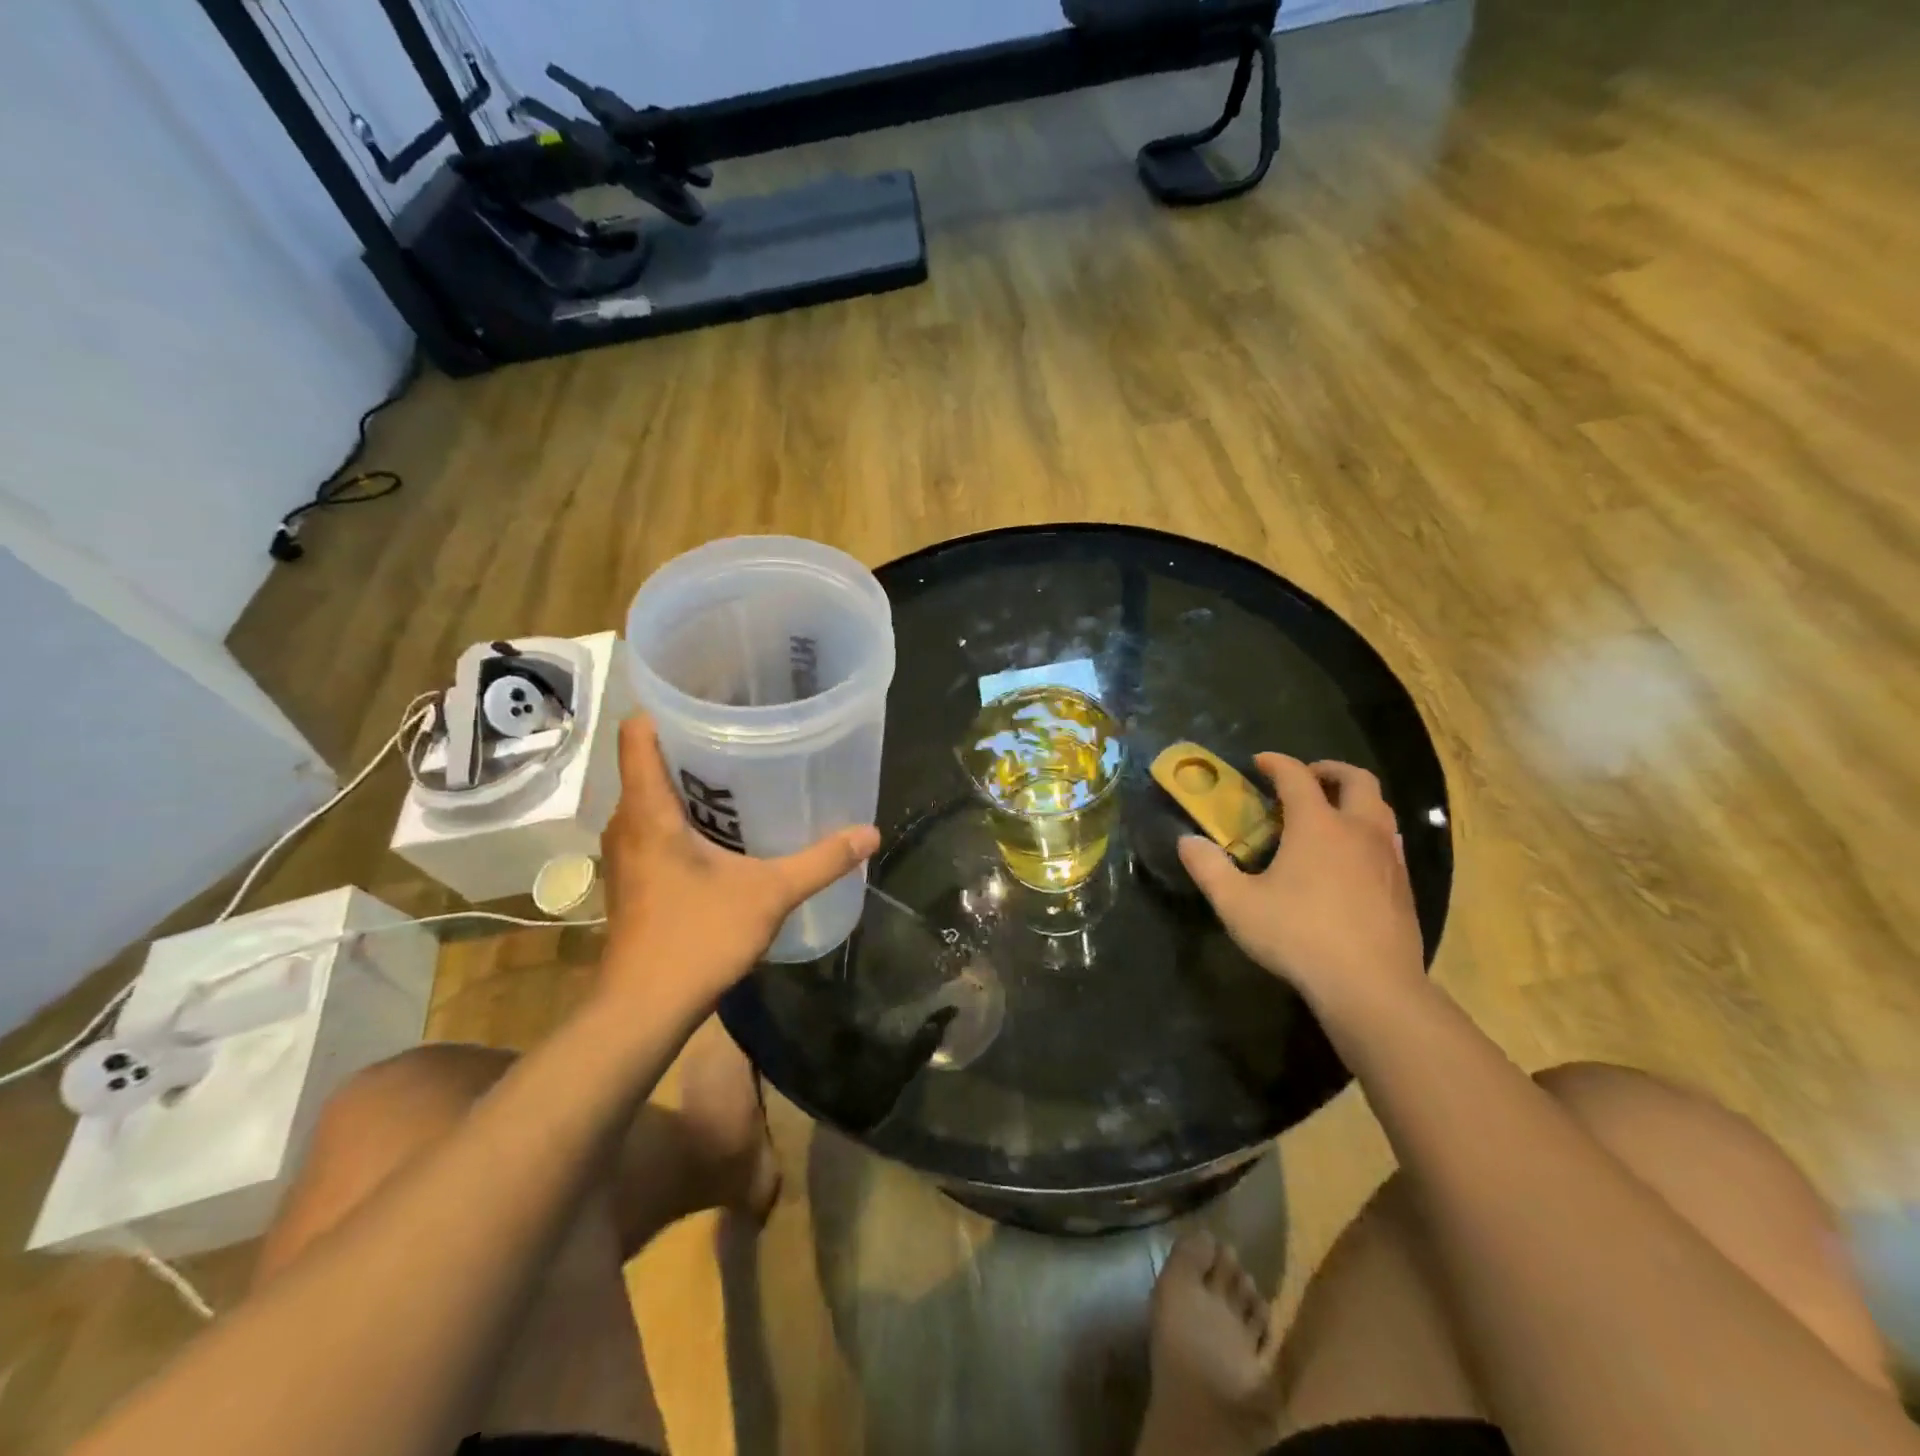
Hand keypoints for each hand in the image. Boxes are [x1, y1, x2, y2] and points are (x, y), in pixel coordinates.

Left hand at [598, 715, 878, 1017]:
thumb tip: (870, 833)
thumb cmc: (697, 938)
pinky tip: (725, 830)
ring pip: (652, 795)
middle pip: (649, 759)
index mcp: (648, 810)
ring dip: (690, 783)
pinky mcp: (632, 876)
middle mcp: (627, 822)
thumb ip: (821, 860)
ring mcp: (625, 851)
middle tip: (746, 731)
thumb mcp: (769, 894)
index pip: (637, 732)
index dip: (667, 706)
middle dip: (693, 742)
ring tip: (742, 774)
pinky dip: (683, 815)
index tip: (710, 695)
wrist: (643, 1009)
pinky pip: (653, 825)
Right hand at [1177, 756, 1425, 1015]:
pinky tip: (1352, 858)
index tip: (1260, 762)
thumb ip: (1208, 868)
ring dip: (1354, 799)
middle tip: (1306, 779)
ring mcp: (1388, 857)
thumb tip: (1187, 841)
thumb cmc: (1298, 936)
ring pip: (1380, 808)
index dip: (1277, 763)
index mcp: (1317, 825)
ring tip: (1329, 815)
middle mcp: (1358, 829)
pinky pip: (1389, 839)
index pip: (1297, 776)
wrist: (1371, 985)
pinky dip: (1369, 831)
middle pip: (1356, 779)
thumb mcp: (1237, 904)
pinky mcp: (1404, 885)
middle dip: (1329, 770)